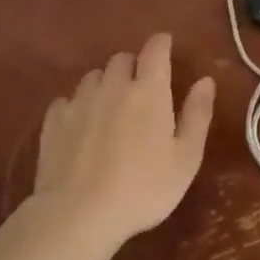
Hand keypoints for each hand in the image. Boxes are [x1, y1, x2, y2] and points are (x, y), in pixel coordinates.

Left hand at [31, 33, 214, 247]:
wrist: (78, 215)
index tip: (166, 47)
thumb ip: (197, 115)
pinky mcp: (54, 122)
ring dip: (105, 83)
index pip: (155, 49)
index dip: (162, 44)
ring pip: (94, 76)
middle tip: (141, 89)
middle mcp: (113, 86)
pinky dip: (77, 106)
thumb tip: (205, 81)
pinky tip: (80, 126)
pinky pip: (67, 100)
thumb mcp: (186, 158)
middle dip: (133, 66)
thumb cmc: (143, 188)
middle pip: (122, 58)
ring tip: (110, 107)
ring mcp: (79, 102)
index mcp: (149, 90)